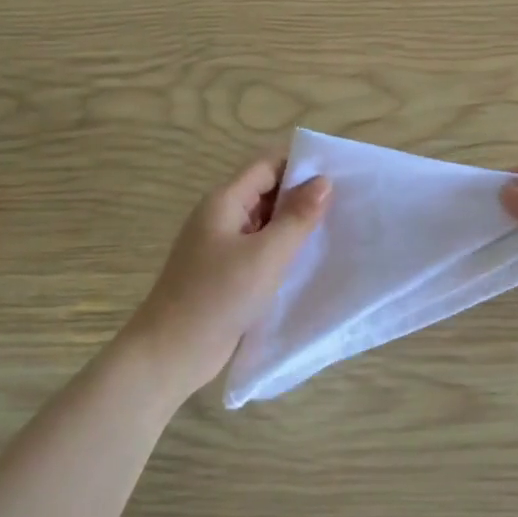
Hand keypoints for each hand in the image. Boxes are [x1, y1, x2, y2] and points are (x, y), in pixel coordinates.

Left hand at [117, 156, 329, 399]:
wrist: (171, 352)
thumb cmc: (218, 296)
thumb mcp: (266, 255)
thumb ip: (297, 217)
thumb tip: (323, 181)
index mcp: (224, 201)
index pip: (267, 166)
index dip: (300, 164)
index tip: (339, 172)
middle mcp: (221, 217)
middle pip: (266, 191)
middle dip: (302, 194)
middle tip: (346, 202)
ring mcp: (220, 246)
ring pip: (264, 222)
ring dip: (294, 224)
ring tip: (336, 228)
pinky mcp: (224, 273)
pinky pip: (259, 249)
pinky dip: (282, 249)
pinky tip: (309, 260)